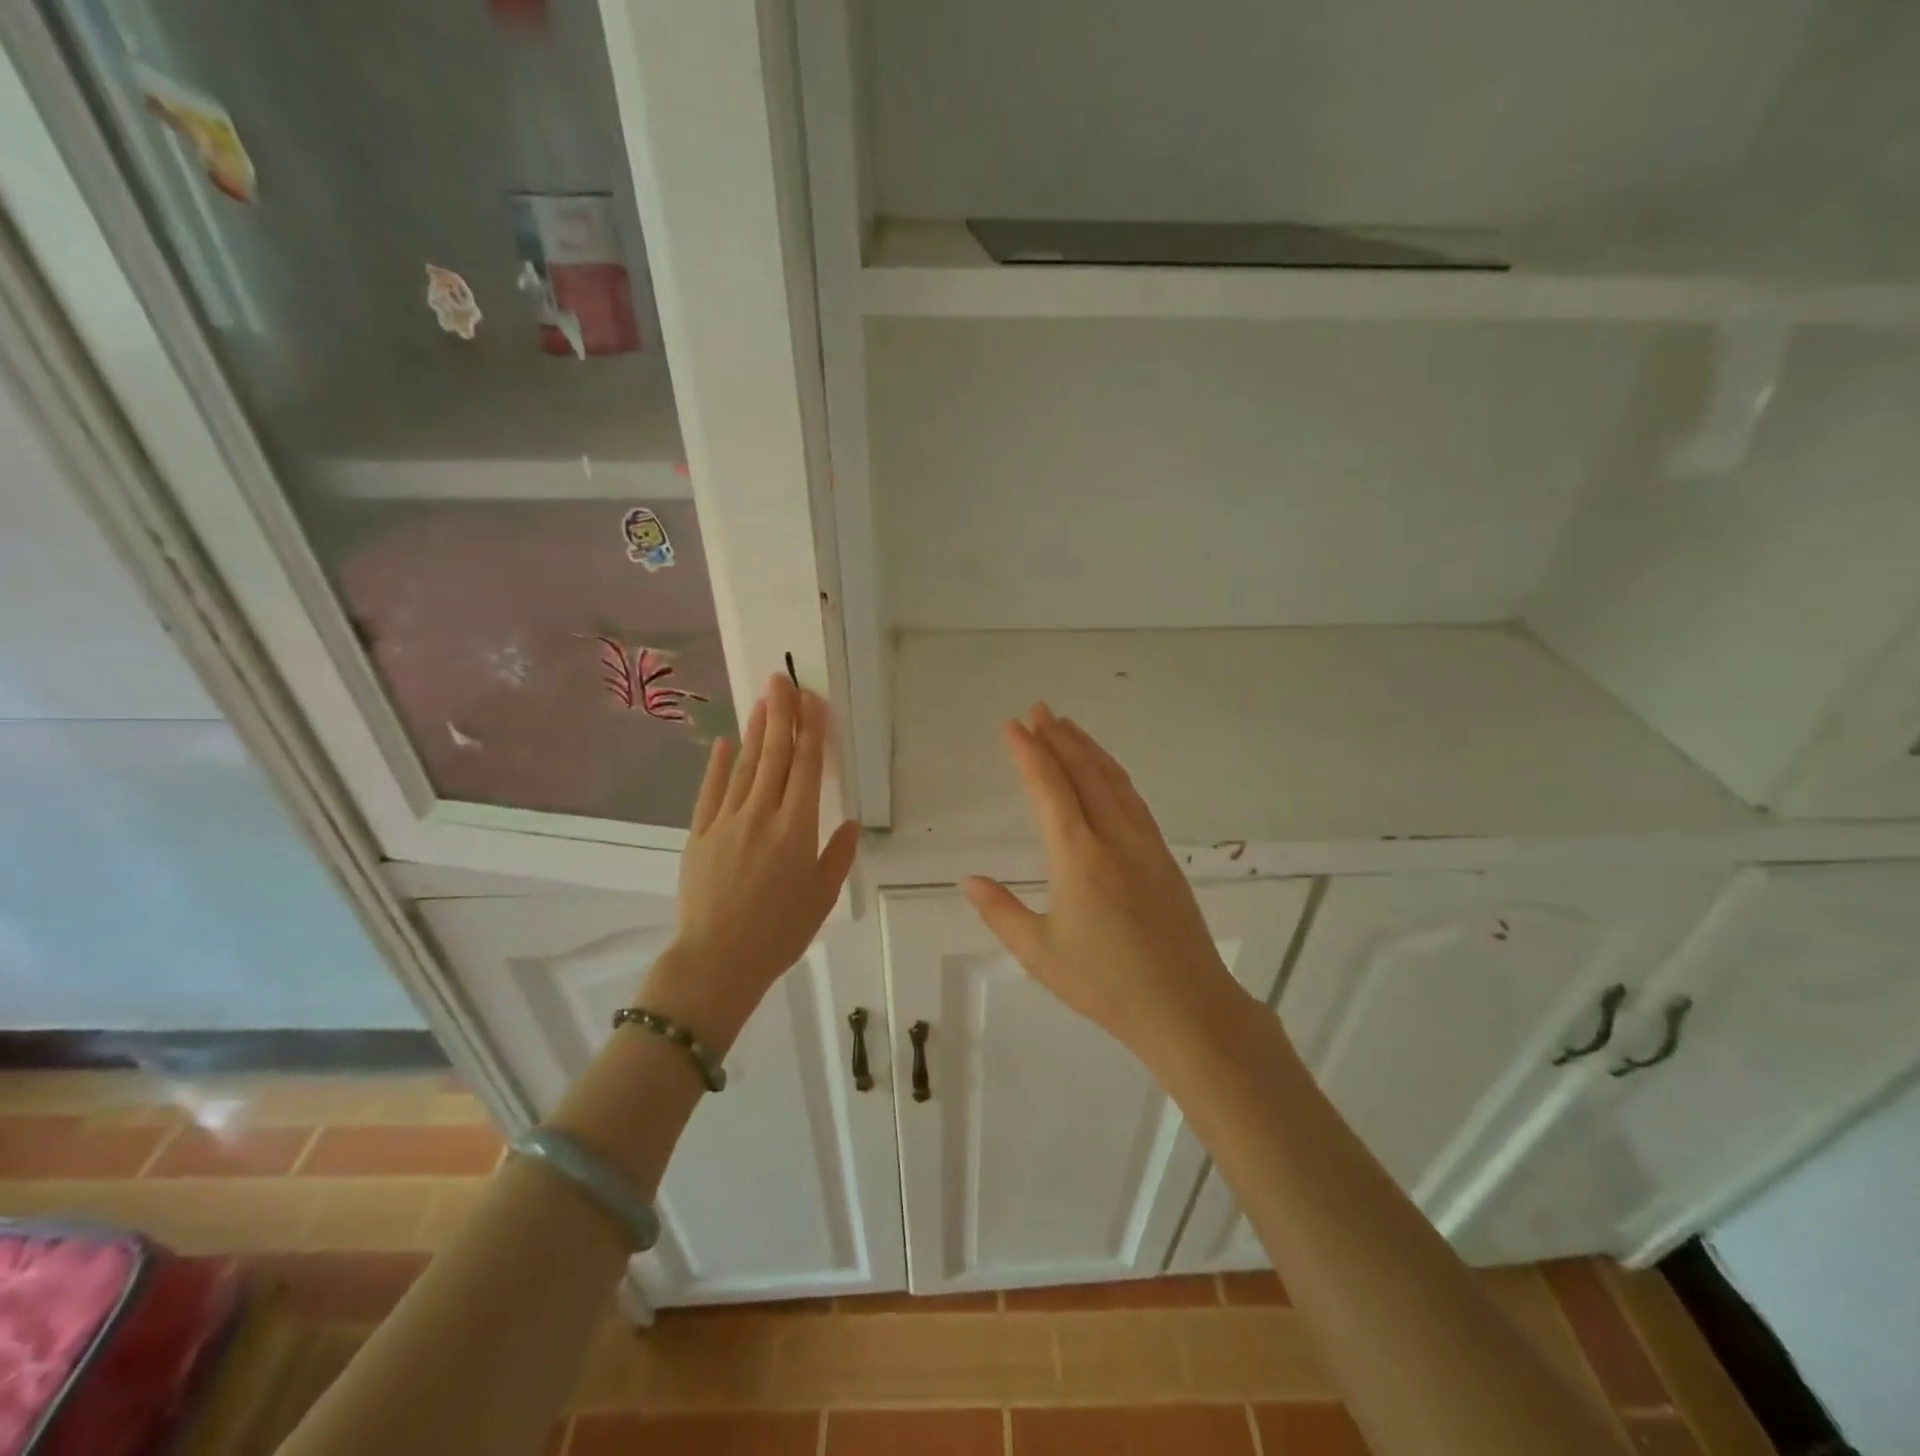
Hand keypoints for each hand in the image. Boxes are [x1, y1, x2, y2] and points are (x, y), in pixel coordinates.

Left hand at [644, 674, 859, 1048]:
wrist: (716, 961)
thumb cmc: (779, 933)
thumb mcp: (821, 898)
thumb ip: (837, 856)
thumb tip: (848, 824)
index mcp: (796, 829)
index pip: (808, 768)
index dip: (812, 731)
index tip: (814, 700)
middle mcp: (762, 815)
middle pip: (775, 756)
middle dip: (782, 715)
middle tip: (783, 680)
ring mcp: (727, 822)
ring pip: (745, 767)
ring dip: (756, 731)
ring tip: (762, 700)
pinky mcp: (700, 834)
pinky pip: (711, 791)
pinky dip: (718, 765)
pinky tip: (724, 742)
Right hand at [962, 704, 1245, 1054]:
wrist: (1186, 1006)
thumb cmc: (1106, 984)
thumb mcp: (1040, 953)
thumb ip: (1001, 912)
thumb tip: (969, 881)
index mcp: (1078, 856)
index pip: (1049, 788)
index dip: (1029, 752)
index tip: (1013, 725)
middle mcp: (1113, 837)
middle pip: (1084, 772)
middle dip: (1058, 737)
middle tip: (1038, 709)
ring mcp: (1144, 843)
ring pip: (1113, 780)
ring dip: (1088, 748)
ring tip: (1068, 726)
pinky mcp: (1163, 856)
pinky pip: (1134, 799)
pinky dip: (1113, 774)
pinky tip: (1107, 773)